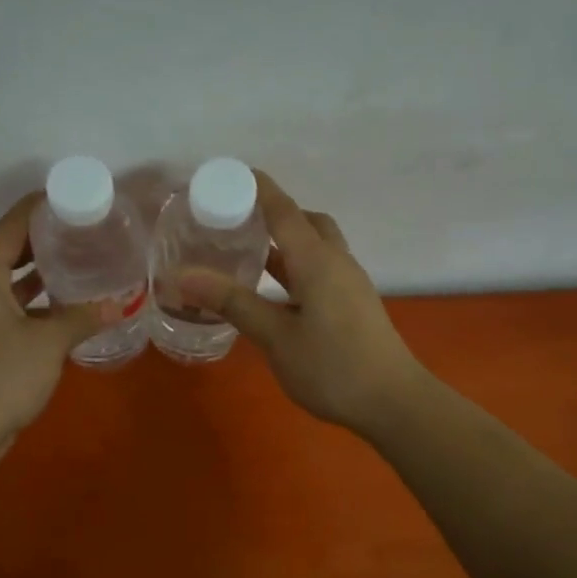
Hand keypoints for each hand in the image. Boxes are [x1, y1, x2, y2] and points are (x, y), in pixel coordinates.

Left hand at [0, 194, 114, 450]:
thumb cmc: (1, 376)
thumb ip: (84, 317)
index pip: (11, 225)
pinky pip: (4, 304)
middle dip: (42, 238)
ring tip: (75, 261)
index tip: (73, 198)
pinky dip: (29, 300)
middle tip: (82, 230)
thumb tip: (123, 303)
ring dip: (36, 271)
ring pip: (5, 280)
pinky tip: (59, 305)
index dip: (40, 207)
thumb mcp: (49, 343)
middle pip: (6, 249)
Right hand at [181, 172, 424, 436]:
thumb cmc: (333, 368)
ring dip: (285, 241)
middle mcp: (336, 262)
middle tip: (236, 220)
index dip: (256, 188)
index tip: (226, 174)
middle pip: (305, 221)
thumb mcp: (276, 337)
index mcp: (317, 261)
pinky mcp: (353, 303)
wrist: (394, 403)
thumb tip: (183, 276)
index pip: (283, 210)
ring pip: (315, 246)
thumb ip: (233, 303)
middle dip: (273, 213)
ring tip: (247, 251)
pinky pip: (320, 268)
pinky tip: (274, 289)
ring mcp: (349, 283)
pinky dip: (295, 265)